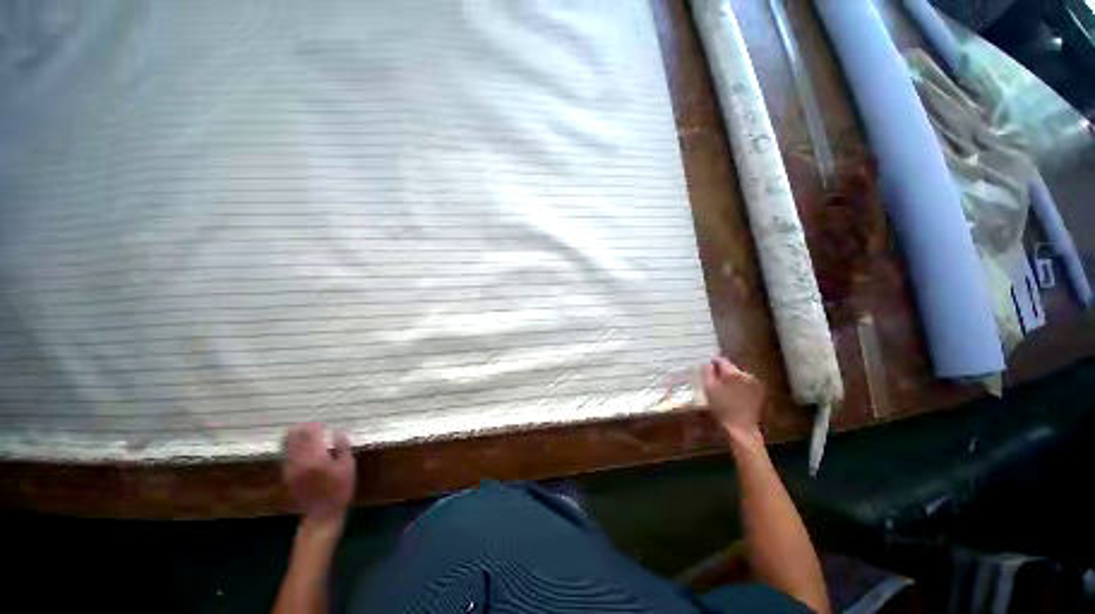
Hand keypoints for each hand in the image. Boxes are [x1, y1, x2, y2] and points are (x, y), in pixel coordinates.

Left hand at [283, 423, 355, 523]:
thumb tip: (338, 432)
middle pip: (294, 437)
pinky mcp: (287, 476)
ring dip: (296, 437)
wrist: (322, 514)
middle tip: (314, 427)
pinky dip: (292, 447)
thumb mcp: (348, 466)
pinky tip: (302, 448)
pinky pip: (286, 455)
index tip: (323, 424)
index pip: (310, 434)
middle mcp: (299, 462)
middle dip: (303, 429)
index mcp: (316, 458)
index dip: (315, 426)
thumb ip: (342, 447)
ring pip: (287, 445)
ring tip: (307, 435)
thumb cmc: (340, 489)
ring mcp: (290, 469)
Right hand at [702, 357, 766, 441]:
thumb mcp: (709, 389)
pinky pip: (744, 383)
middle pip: (731, 368)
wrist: (741, 428)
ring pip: (738, 375)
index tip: (706, 366)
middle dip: (721, 371)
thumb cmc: (722, 408)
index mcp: (734, 373)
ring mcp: (755, 384)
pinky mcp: (758, 392)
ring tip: (721, 387)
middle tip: (712, 378)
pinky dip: (737, 385)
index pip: (722, 360)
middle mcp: (747, 375)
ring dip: (729, 378)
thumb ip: (707, 373)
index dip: (713, 362)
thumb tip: (708, 363)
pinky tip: (731, 394)